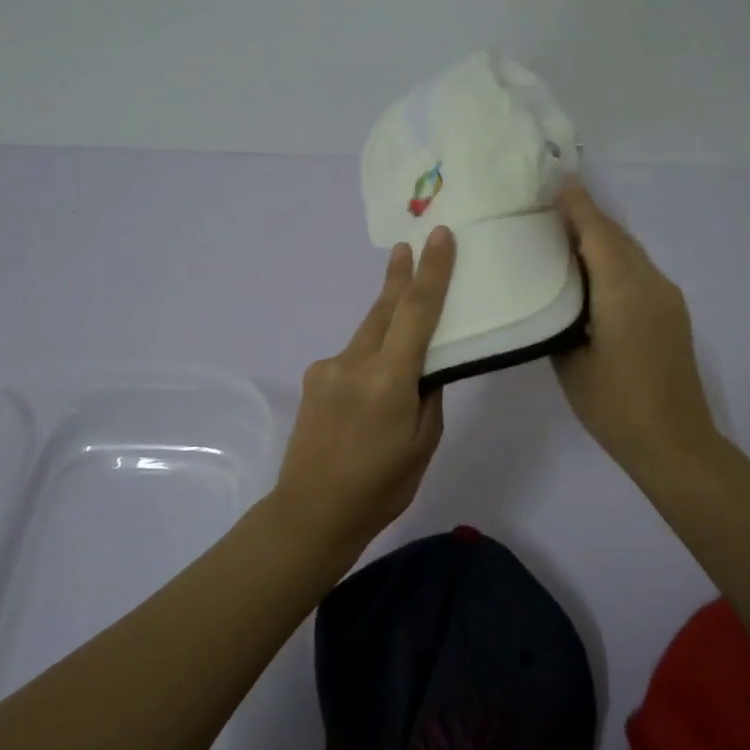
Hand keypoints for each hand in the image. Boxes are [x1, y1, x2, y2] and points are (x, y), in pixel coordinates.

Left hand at [272, 226, 456, 554]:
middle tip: (410, 245)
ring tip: (402, 305)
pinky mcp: (314, 378)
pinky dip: (369, 356)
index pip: (417, 312)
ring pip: (367, 332)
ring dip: (387, 318)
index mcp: (389, 379)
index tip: (439, 236)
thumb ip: (428, 395)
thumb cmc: (381, 486)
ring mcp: (328, 368)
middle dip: (400, 276)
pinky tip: (372, 382)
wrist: (310, 512)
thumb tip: (427, 365)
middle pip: (385, 309)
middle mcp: (355, 362)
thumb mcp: (423, 443)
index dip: (431, 271)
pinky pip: (350, 357)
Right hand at [553, 183, 719, 484]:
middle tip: (551, 209)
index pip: (599, 234)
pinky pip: (639, 273)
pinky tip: (593, 276)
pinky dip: (615, 262)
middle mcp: (651, 284)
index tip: (555, 184)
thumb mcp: (570, 362)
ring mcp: (668, 298)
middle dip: (588, 217)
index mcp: (623, 291)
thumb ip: (561, 320)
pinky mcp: (673, 314)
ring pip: (631, 254)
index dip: (578, 206)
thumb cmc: (614, 405)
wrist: (674, 442)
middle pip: (618, 237)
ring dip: (602, 240)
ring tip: (566, 238)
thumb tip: (558, 298)